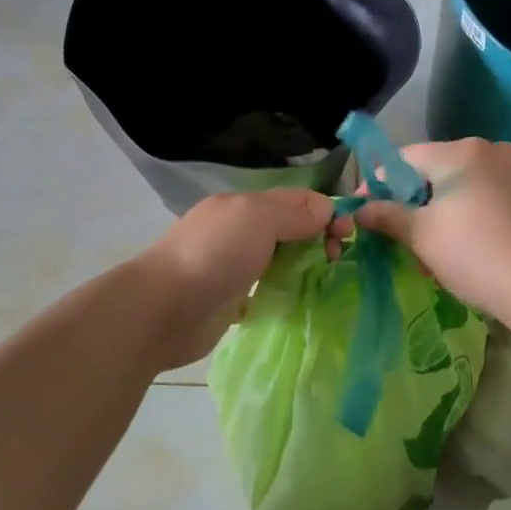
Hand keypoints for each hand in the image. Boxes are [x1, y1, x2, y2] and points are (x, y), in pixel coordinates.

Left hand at [139, 189, 342, 367]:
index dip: (325, 211)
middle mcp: (239, 232)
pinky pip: (267, 290)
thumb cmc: (214, 255)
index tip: (347, 234)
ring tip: (327, 280)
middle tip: (337, 259)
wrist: (163, 310)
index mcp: (244, 206)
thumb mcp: (257, 218)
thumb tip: (326, 211)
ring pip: (280, 259)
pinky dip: (285, 292)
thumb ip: (294, 213)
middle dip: (318, 238)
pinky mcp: (230, 301)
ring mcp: (233, 267)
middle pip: (290, 228)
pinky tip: (302, 301)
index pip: (295, 199)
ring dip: (305, 266)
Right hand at [354, 139, 510, 325]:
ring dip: (436, 212)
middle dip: (409, 201)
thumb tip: (358, 210)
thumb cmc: (474, 254)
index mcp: (460, 151)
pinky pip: (483, 197)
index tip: (362, 212)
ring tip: (425, 250)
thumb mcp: (422, 235)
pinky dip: (463, 215)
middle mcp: (489, 150)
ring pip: (459, 186)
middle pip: (432, 170)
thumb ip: (386, 215)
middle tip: (393, 235)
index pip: (403, 158)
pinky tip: (459, 248)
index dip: (377, 184)